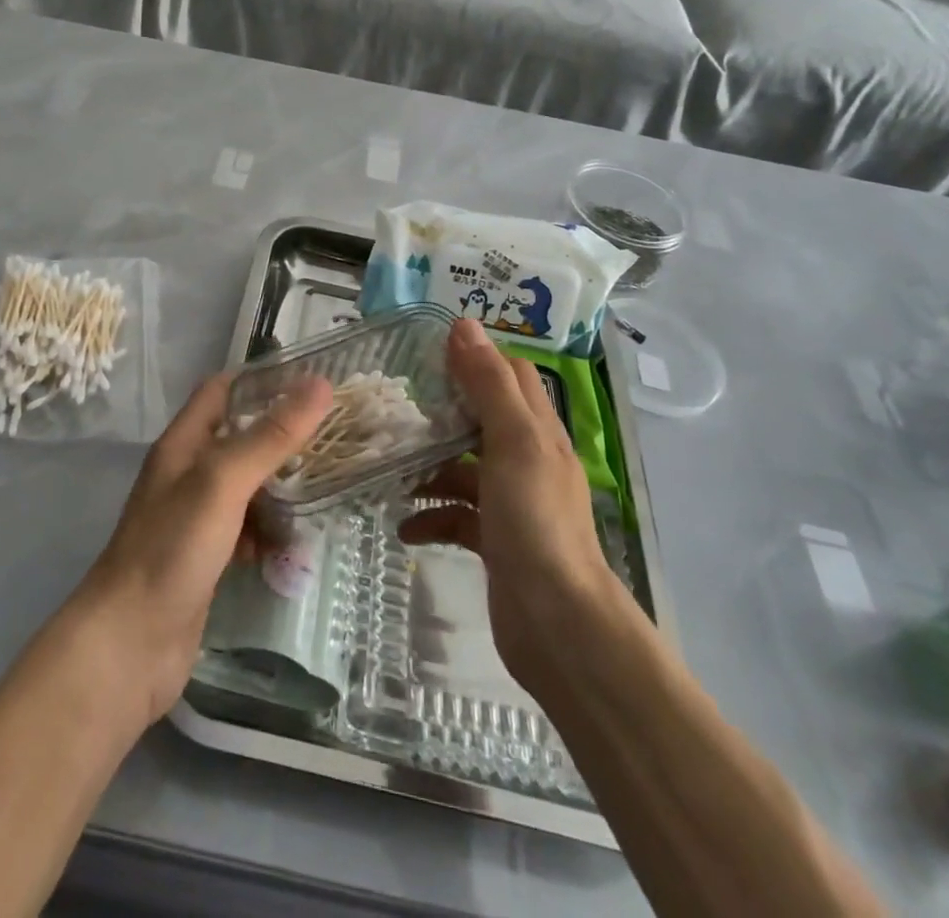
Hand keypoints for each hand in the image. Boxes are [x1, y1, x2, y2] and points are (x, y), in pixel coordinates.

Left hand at [74, 371, 333, 724]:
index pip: (221, 390)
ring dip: (279, 486)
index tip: (310, 383)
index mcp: (183, 444)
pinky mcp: (205, 557)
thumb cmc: (172, 549)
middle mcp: (187, 473)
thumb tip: (320, 384)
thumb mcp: (223, 482)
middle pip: (238, 438)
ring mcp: (195, 518)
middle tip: (332, 438)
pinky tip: (291, 543)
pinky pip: (244, 529)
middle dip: (280, 436)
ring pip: (246, 486)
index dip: (261, 381)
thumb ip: (270, 436)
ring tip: (323, 488)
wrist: (129, 645)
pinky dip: (268, 530)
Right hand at [400, 318, 625, 702]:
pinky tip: (405, 526)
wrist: (557, 624)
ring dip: (430, 467)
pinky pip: (457, 517)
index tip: (431, 356)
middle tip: (398, 408)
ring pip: (465, 469)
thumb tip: (464, 324)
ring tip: (391, 468)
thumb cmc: (535, 521)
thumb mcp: (513, 442)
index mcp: (538, 431)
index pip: (512, 376)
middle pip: (484, 420)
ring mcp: (513, 503)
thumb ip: (489, 385)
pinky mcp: (496, 541)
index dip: (476, 359)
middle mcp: (528, 461)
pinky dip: (432, 517)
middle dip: (443, 412)